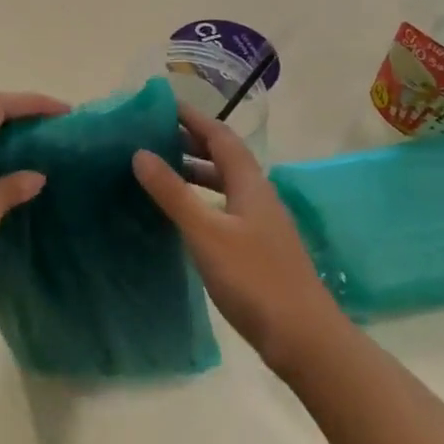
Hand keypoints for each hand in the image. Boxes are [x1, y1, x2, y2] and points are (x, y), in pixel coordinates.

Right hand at [132, 101, 338, 371]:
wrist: (302, 337)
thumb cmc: (254, 279)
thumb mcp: (206, 233)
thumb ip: (173, 193)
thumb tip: (140, 153)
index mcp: (251, 185)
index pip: (221, 137)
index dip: (193, 119)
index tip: (162, 106)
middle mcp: (258, 197)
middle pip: (225, 158)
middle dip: (191, 143)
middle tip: (152, 137)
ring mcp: (261, 224)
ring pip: (225, 185)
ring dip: (196, 172)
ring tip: (161, 172)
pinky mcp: (258, 249)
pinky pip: (225, 209)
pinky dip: (202, 201)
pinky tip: (183, 217)